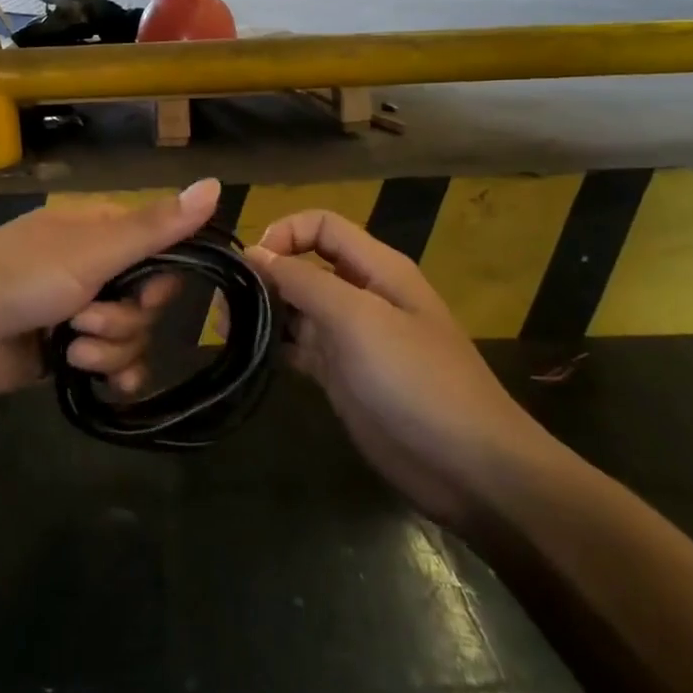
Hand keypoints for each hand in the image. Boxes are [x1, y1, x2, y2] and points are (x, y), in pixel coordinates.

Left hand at [0, 178, 222, 397]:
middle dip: (127, 318)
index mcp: (99, 232)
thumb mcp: (91, 251)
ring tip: (72, 348)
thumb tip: (218, 184)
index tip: (146, 291)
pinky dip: (114, 374)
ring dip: (109, 347)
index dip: (161, 277)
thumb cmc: (18, 278)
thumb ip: (156, 227)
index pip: (162, 248)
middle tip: (89, 319)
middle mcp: (95, 268)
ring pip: (133, 335)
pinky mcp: (69, 352)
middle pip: (150, 299)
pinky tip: (105, 384)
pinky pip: (115, 364)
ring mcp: (80, 312)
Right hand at [247, 211, 551, 526]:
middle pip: (304, 265)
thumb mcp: (359, 319)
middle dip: (265, 275)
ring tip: (226, 331)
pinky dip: (274, 345)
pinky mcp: (341, 375)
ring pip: (296, 308)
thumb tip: (254, 253)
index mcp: (376, 268)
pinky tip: (248, 354)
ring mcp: (351, 338)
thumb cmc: (416, 380)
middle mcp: (361, 295)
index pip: (321, 226)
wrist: (467, 467)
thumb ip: (304, 281)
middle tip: (225, 304)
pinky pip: (299, 346)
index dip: (284, 233)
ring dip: (262, 311)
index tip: (250, 264)